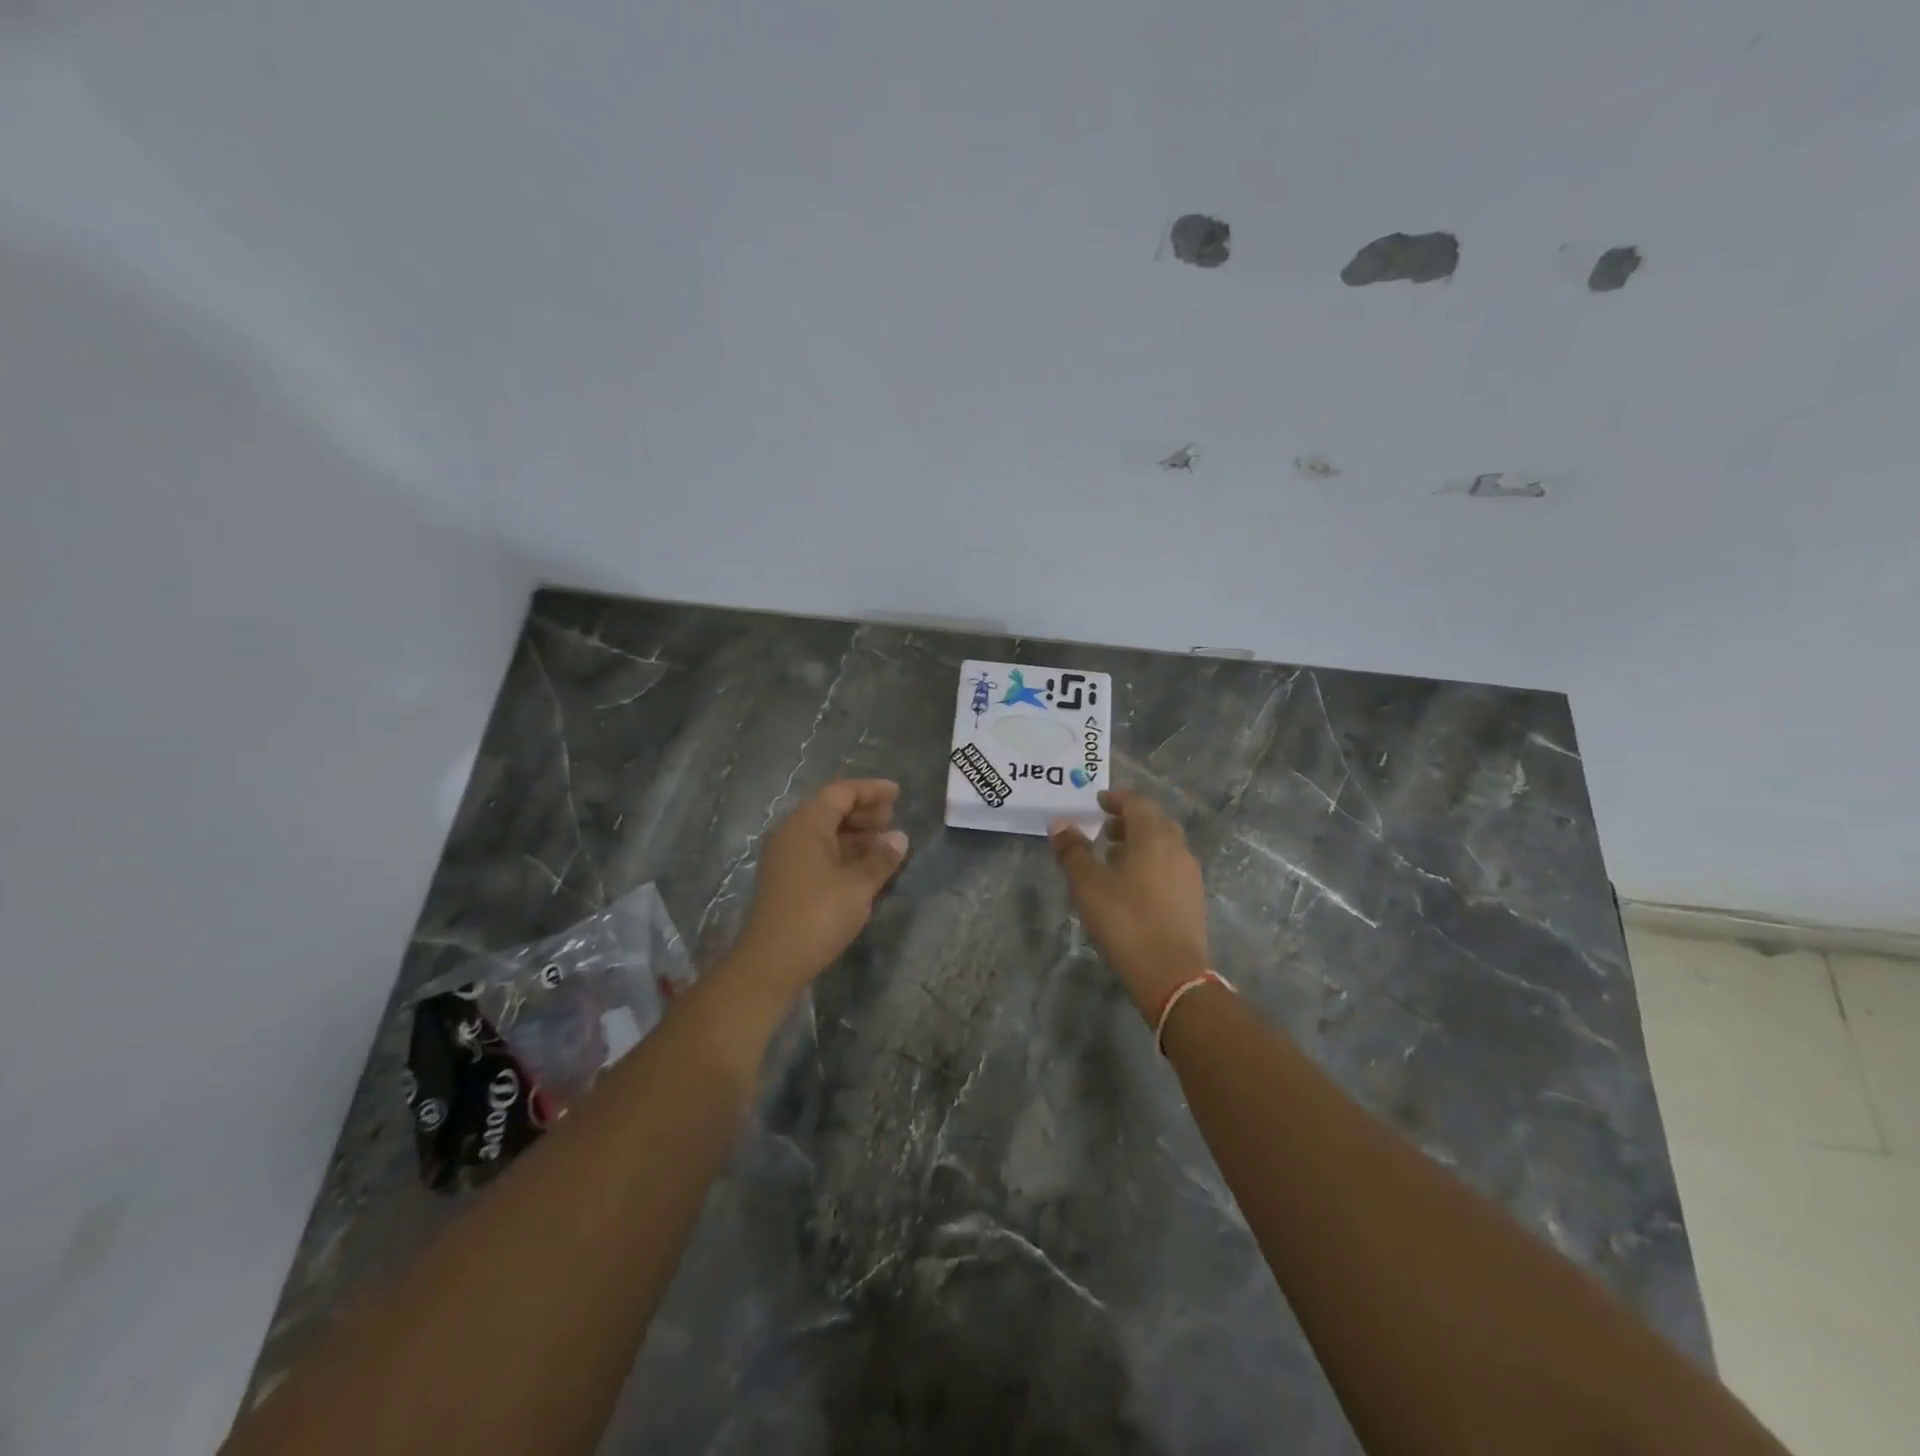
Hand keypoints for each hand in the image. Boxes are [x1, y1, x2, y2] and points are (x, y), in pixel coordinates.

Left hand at [732, 779, 909, 995]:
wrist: (771, 962)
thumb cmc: (818, 915)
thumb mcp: (858, 885)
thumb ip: (881, 858)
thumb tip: (899, 837)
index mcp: (806, 824)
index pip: (841, 792)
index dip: (871, 790)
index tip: (897, 793)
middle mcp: (792, 833)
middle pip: (831, 809)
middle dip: (863, 811)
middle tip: (893, 817)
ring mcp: (786, 857)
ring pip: (825, 832)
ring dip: (855, 833)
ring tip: (884, 842)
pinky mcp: (786, 879)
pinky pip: (818, 852)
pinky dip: (843, 852)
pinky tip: (865, 865)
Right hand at [1050, 790, 1211, 1020]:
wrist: (1171, 975)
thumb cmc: (1125, 920)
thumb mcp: (1088, 885)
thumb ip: (1073, 850)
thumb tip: (1059, 823)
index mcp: (1154, 836)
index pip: (1138, 802)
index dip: (1117, 798)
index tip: (1098, 802)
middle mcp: (1177, 848)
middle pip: (1154, 821)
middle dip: (1128, 820)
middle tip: (1103, 829)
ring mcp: (1189, 875)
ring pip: (1164, 846)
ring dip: (1139, 843)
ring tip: (1111, 858)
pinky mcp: (1193, 899)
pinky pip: (1169, 867)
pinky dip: (1149, 864)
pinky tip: (1130, 886)